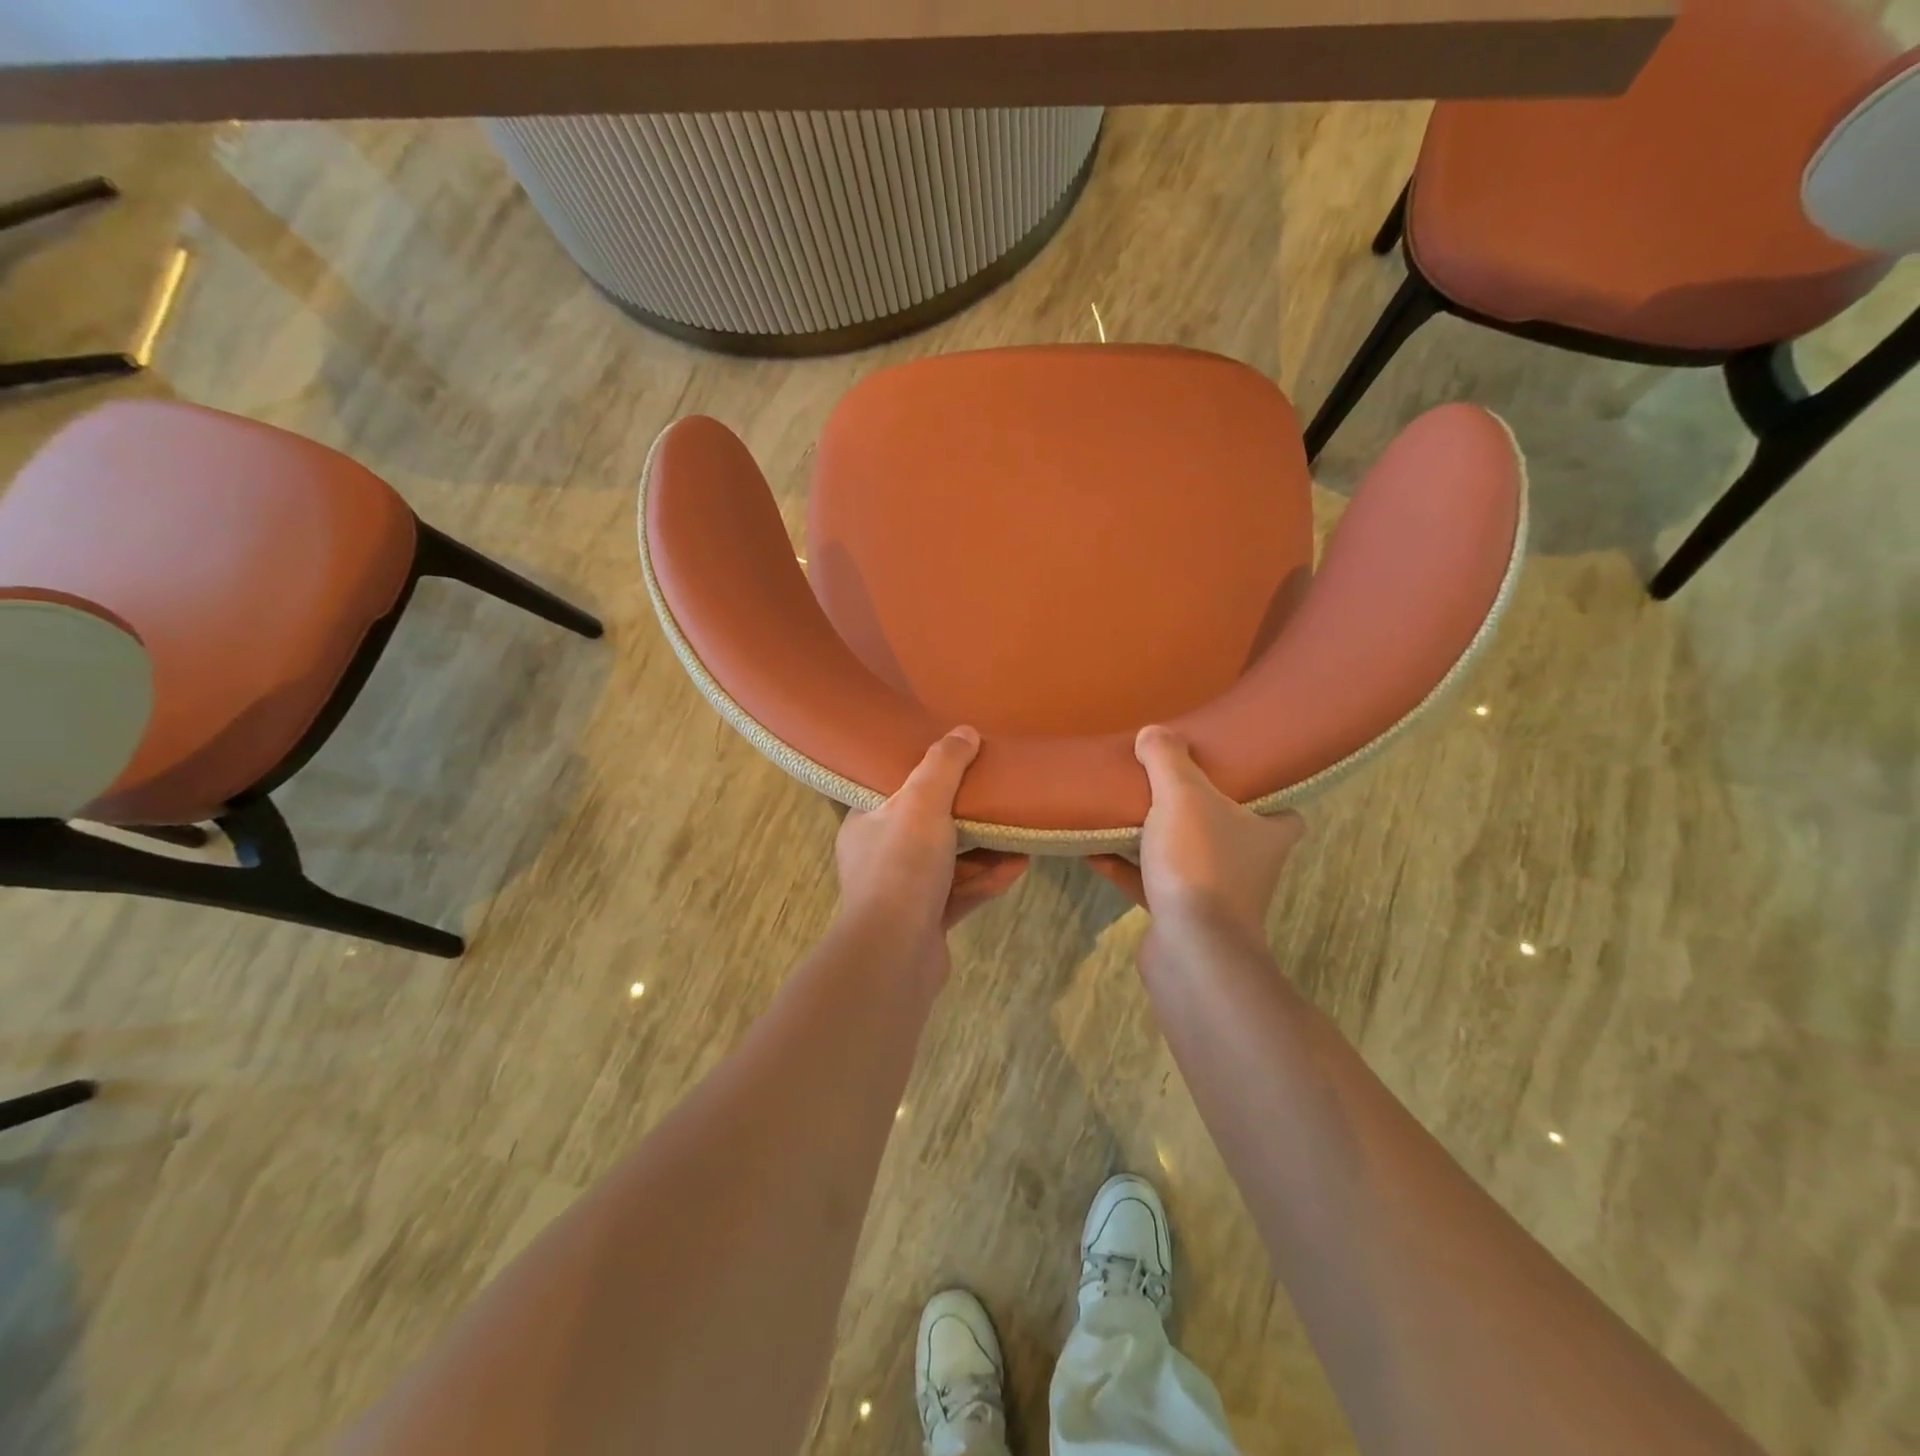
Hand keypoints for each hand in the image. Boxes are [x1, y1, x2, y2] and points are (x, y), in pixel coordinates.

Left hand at [835, 727, 1027, 948]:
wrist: (894, 955)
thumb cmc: (901, 867)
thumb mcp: (922, 803)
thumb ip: (943, 765)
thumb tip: (964, 732)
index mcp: (867, 824)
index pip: (895, 790)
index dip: (926, 775)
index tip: (959, 762)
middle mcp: (881, 857)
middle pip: (929, 827)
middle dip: (968, 816)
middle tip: (999, 798)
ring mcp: (904, 893)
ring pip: (950, 863)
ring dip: (985, 851)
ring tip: (1021, 834)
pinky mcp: (926, 922)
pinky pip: (961, 893)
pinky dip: (987, 880)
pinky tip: (1018, 868)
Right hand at [1089, 725, 1303, 942]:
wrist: (1191, 949)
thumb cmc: (1200, 863)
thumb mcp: (1182, 796)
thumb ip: (1167, 760)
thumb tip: (1153, 732)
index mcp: (1267, 833)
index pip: (1284, 809)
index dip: (1263, 790)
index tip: (1231, 771)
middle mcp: (1249, 865)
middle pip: (1226, 829)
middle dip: (1197, 811)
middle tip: (1167, 783)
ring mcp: (1216, 896)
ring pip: (1185, 857)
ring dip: (1155, 839)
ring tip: (1121, 811)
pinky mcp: (1183, 919)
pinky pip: (1152, 884)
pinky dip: (1126, 869)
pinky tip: (1094, 852)